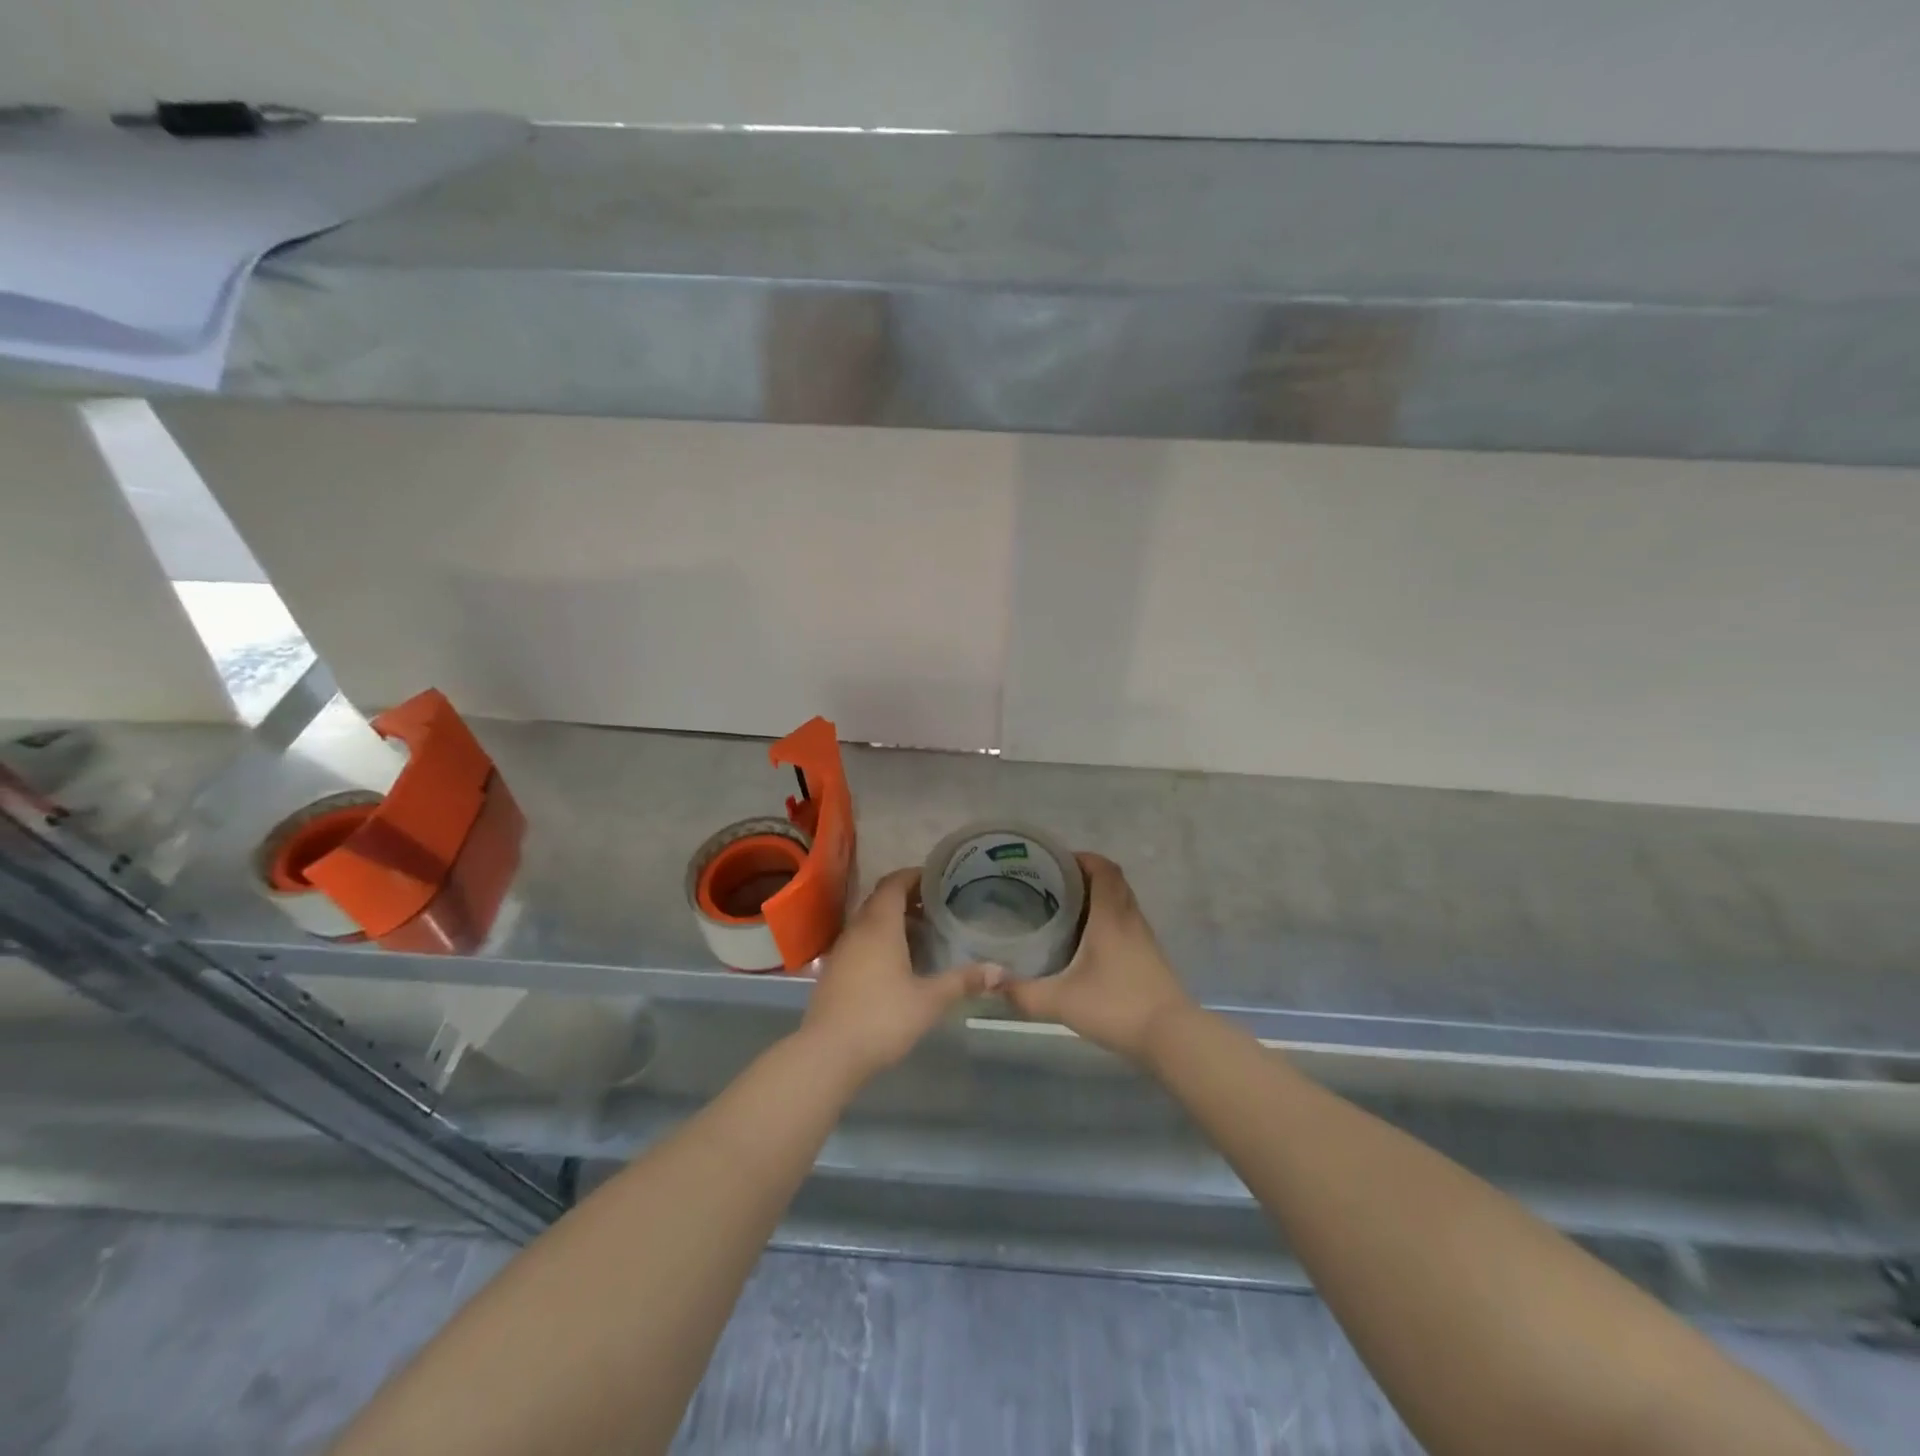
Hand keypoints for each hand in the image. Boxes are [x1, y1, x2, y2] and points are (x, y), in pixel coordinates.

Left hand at [799, 868, 1004, 1082]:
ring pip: (870, 922)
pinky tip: (901, 964)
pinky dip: (881, 941)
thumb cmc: (882, 1018)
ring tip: (926, 934)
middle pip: (882, 900)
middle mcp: (858, 929)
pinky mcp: (835, 971)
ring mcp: (842, 950)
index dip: (915, 876)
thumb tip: (1001, 971)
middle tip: (939, 907)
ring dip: (895, 921)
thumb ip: (963, 981)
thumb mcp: (929, 1000)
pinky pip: (861, 942)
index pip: (894, 883)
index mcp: (879, 925)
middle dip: (909, 898)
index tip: (940, 879)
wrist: (827, 1054)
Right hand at [1002, 853, 1194, 1065]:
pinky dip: (1108, 919)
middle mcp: (1130, 919)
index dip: (1082, 858)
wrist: (1172, 1036)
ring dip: (1098, 897)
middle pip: (1113, 881)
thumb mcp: (1061, 1001)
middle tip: (1054, 884)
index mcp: (1111, 916)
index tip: (1056, 862)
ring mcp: (1144, 938)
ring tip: (1065, 909)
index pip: (1103, 869)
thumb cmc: (1116, 1007)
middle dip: (1085, 875)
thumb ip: (1022, 992)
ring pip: (1122, 902)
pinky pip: (1127, 923)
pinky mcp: (1149, 957)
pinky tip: (1087, 942)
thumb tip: (989, 980)